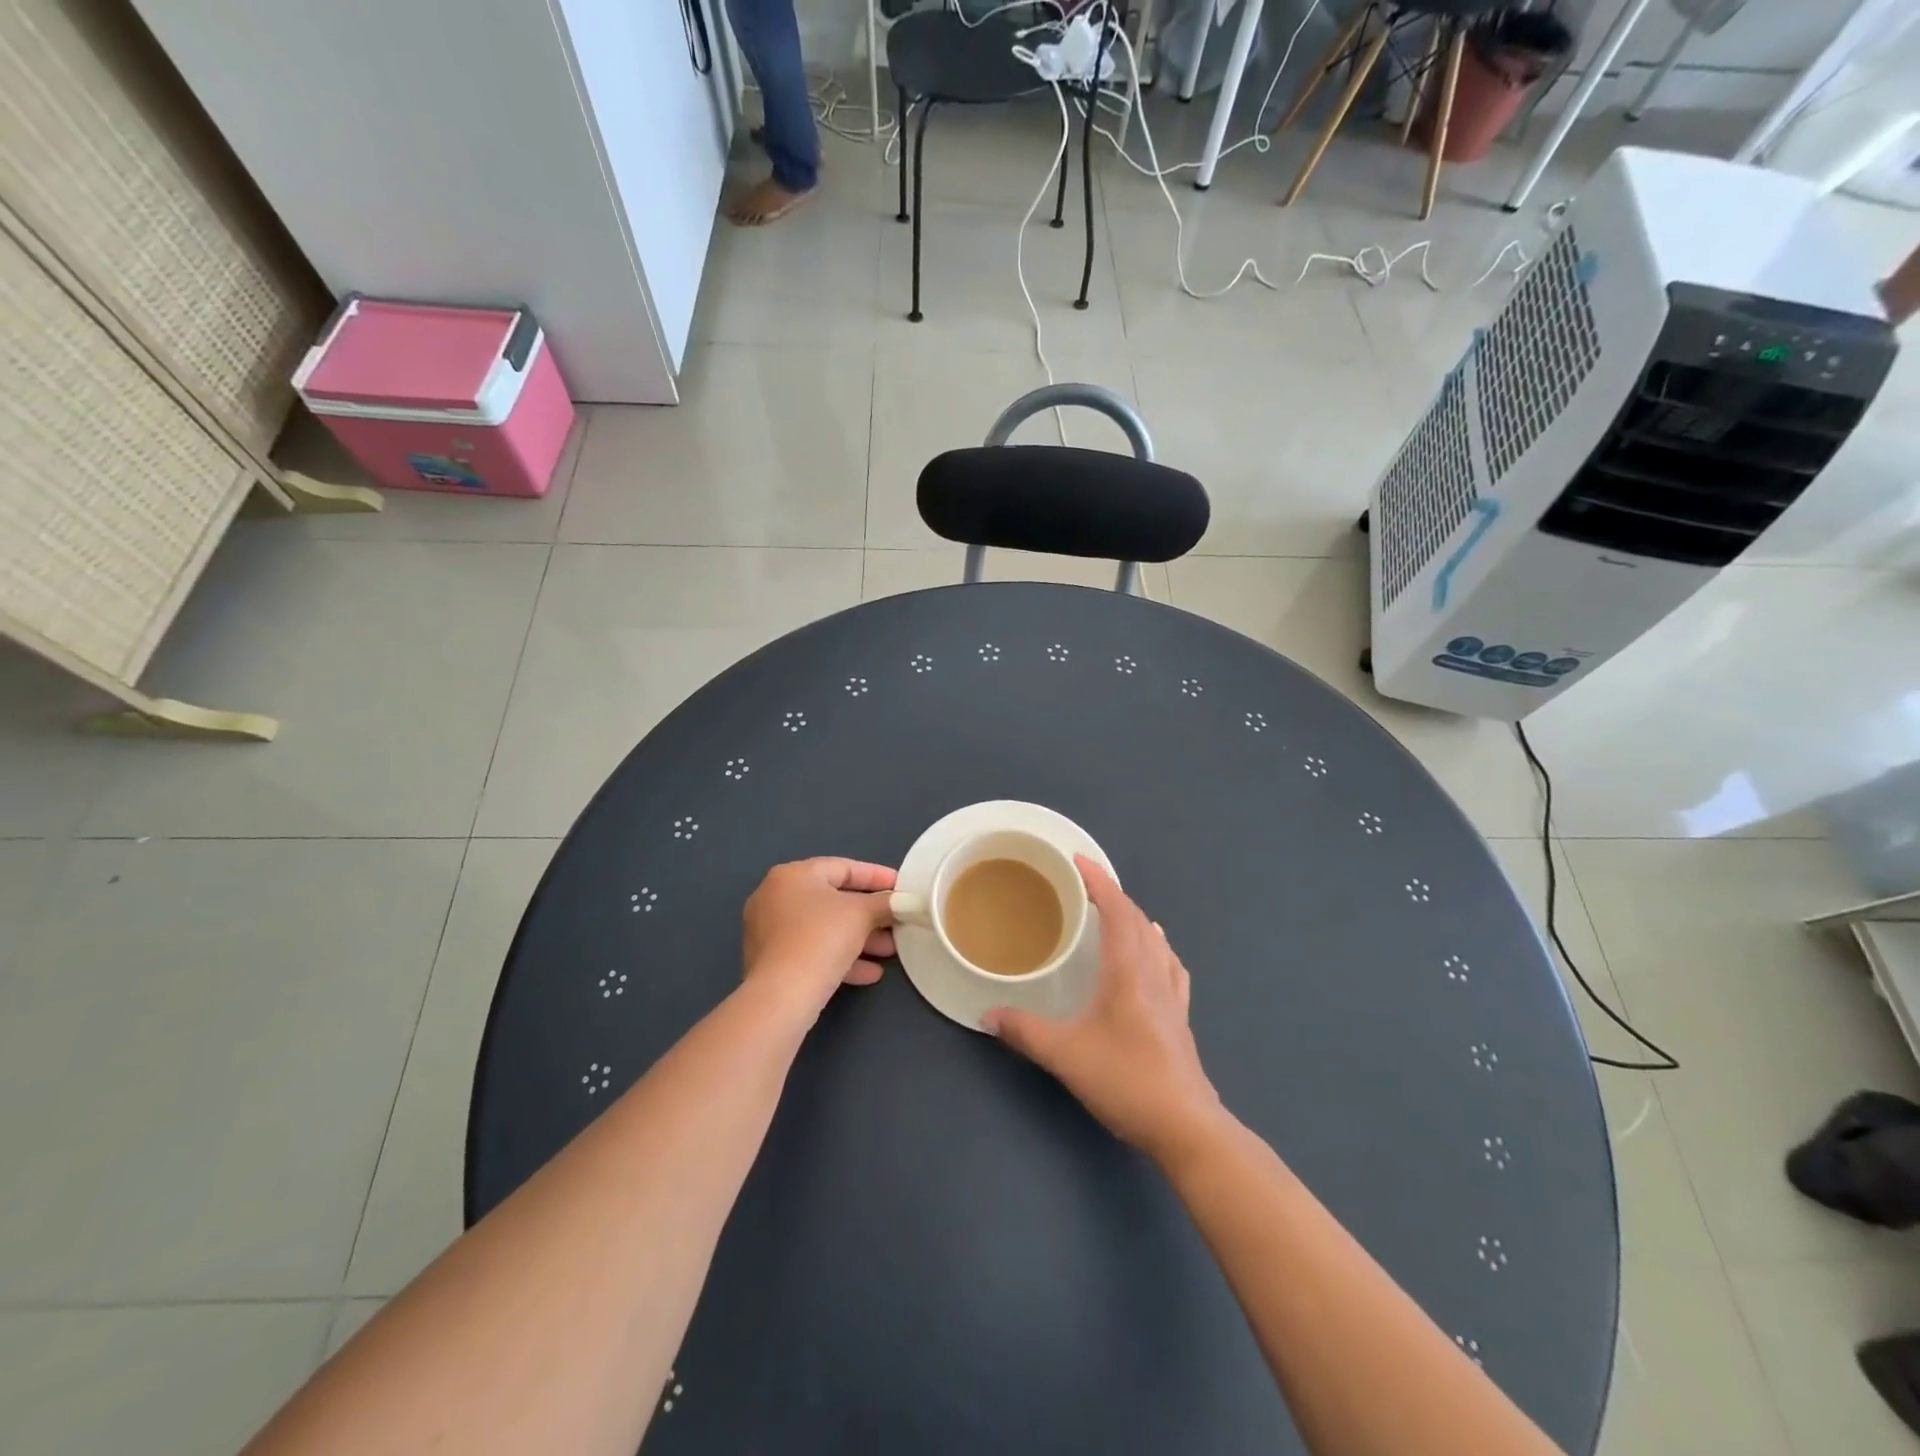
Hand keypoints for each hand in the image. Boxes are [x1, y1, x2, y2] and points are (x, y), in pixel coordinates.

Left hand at [742, 858, 896, 1020]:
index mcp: (793, 875)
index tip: (902, 887)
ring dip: (860, 938)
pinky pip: (812, 951)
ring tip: (890, 951)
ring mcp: (770, 931)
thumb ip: (885, 902)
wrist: (783, 995)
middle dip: (871, 914)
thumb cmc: (822, 938)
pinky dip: (840, 957)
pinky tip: (870, 973)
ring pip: (824, 928)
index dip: (876, 876)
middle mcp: (775, 897)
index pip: (843, 867)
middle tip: (897, 922)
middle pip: (833, 900)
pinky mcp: (771, 962)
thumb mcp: (862, 914)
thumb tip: (904, 901)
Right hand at [983, 857, 1223, 1163]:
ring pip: (1156, 940)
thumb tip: (987, 1014)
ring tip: (1114, 915)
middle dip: (1113, 896)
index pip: (1117, 910)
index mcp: (1128, 970)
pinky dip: (1157, 948)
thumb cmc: (1125, 1080)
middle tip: (1084, 888)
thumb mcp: (1065, 1055)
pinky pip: (1170, 966)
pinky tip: (1155, 957)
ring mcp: (1172, 995)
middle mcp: (1154, 973)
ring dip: (1134, 919)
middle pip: (1137, 919)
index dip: (1098, 881)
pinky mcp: (1180, 1017)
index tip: (1078, 861)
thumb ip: (1024, 1031)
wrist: (1185, 1126)